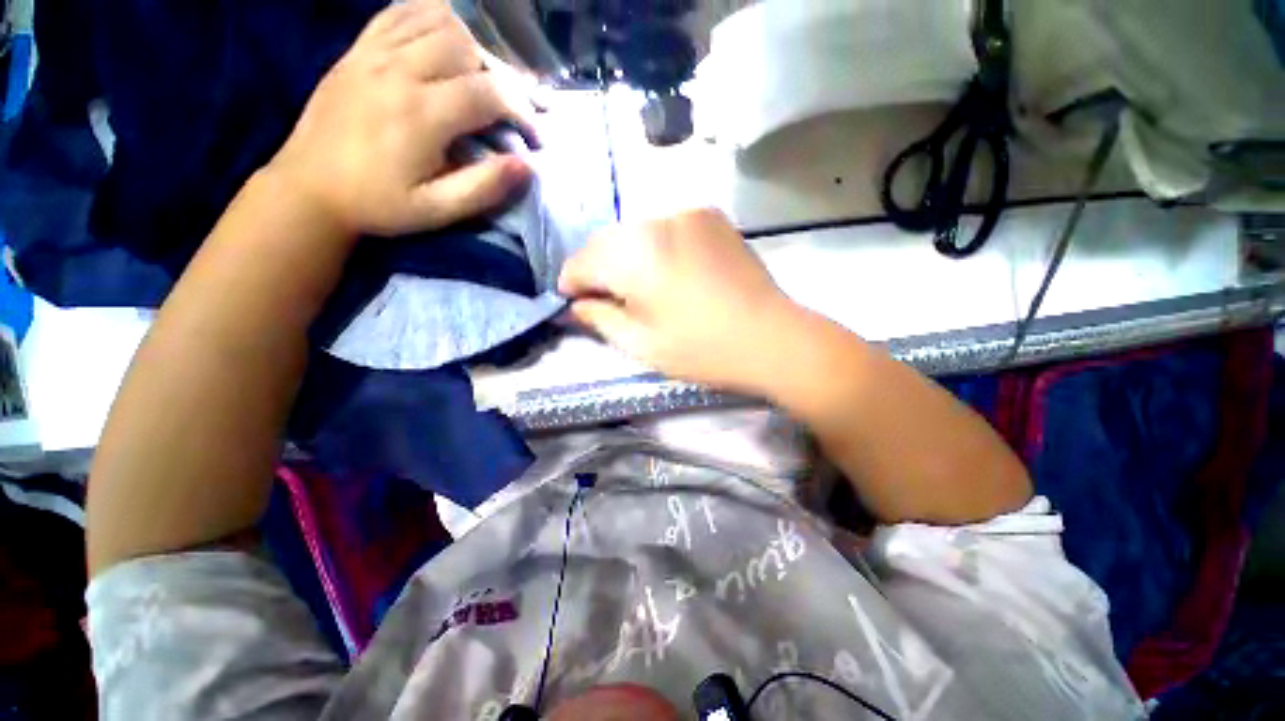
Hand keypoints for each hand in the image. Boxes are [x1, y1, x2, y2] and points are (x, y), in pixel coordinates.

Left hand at [268, 0, 533, 236]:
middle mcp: (398, 71)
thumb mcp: (437, 210)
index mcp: (419, 115)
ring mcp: (373, 53)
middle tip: (509, 106)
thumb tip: (527, 165)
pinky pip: (400, 12)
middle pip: (466, 48)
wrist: (308, 187)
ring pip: (437, 21)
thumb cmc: (378, 204)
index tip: (535, 133)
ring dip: (470, 44)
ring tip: (481, 76)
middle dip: (499, 76)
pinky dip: (431, 17)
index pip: (488, 92)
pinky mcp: (357, 49)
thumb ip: (484, 187)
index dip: (521, 110)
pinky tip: (445, 39)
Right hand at [559, 209, 797, 391]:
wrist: (771, 337)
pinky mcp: (709, 216)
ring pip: (635, 232)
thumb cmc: (701, 349)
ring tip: (638, 285)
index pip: (582, 262)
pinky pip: (665, 227)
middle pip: (606, 242)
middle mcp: (655, 221)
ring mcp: (686, 213)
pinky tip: (668, 270)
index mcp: (633, 256)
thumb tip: (574, 306)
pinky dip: (655, 246)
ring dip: (626, 256)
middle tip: (605, 298)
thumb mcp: (640, 344)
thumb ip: (598, 319)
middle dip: (598, 269)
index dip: (572, 283)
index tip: (574, 302)